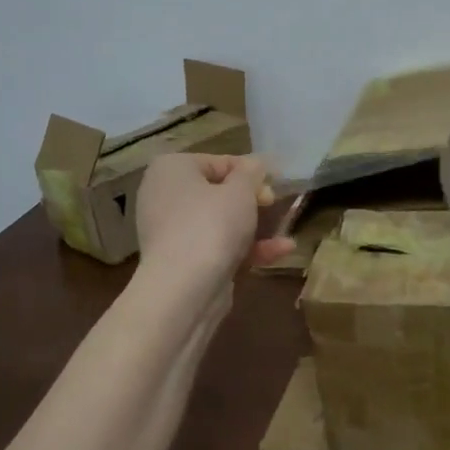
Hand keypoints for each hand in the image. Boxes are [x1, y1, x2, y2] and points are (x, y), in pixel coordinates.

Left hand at [136, 153, 294, 283]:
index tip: (273, 182)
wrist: (185, 288)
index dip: (249, 171)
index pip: (216, 161)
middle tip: (273, 204)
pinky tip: (281, 252)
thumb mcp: (241, 191)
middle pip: (217, 193)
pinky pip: (216, 247)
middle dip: (251, 200)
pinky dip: (246, 249)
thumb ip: (251, 173)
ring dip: (254, 228)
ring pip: (219, 223)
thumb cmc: (212, 224)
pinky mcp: (182, 262)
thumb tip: (254, 164)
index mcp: (171, 169)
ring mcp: (171, 232)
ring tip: (285, 233)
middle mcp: (164, 197)